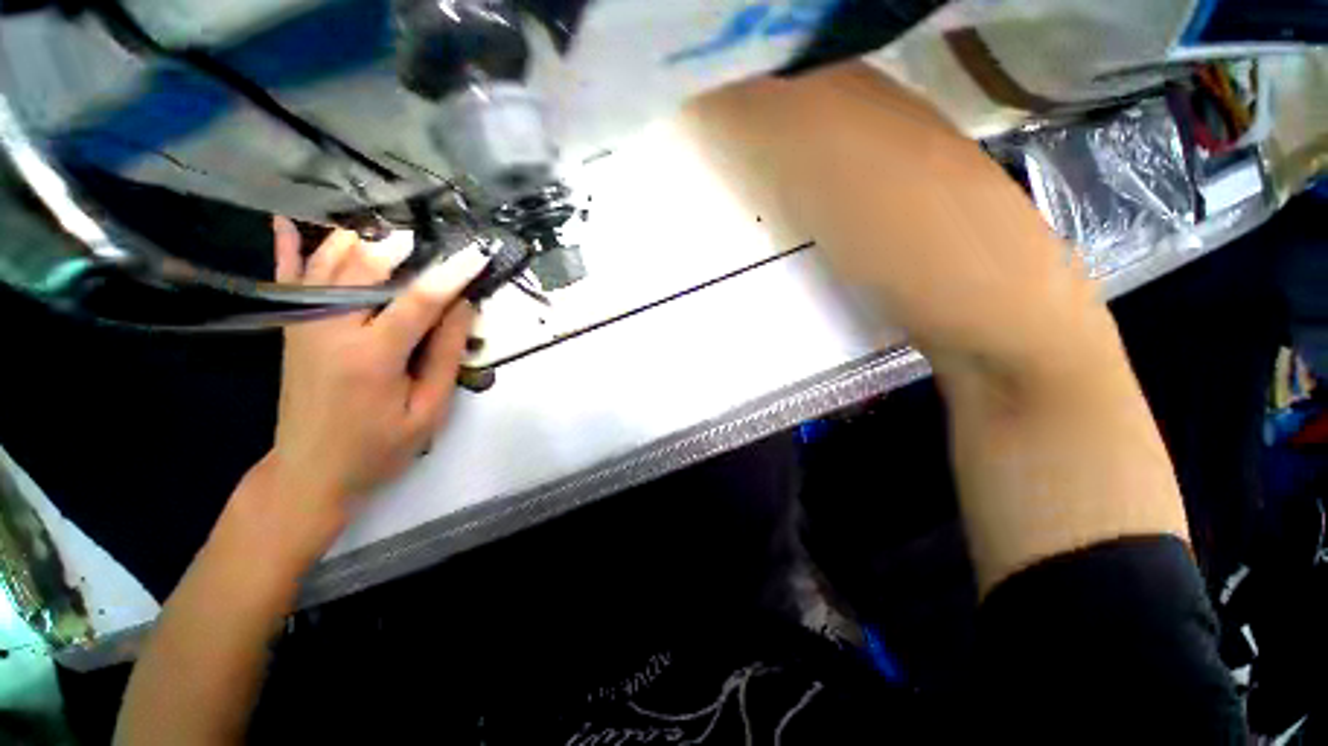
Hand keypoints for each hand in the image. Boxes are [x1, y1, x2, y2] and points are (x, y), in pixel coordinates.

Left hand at [236, 218, 489, 559]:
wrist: (309, 471)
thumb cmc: (379, 447)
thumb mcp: (428, 411)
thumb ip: (446, 356)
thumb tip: (462, 308)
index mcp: (373, 357)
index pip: (419, 301)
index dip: (452, 275)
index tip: (477, 253)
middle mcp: (331, 330)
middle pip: (365, 269)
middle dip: (400, 246)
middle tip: (430, 235)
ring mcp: (302, 326)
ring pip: (327, 265)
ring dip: (359, 240)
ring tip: (388, 227)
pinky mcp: (290, 330)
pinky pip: (287, 281)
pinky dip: (290, 250)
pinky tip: (289, 222)